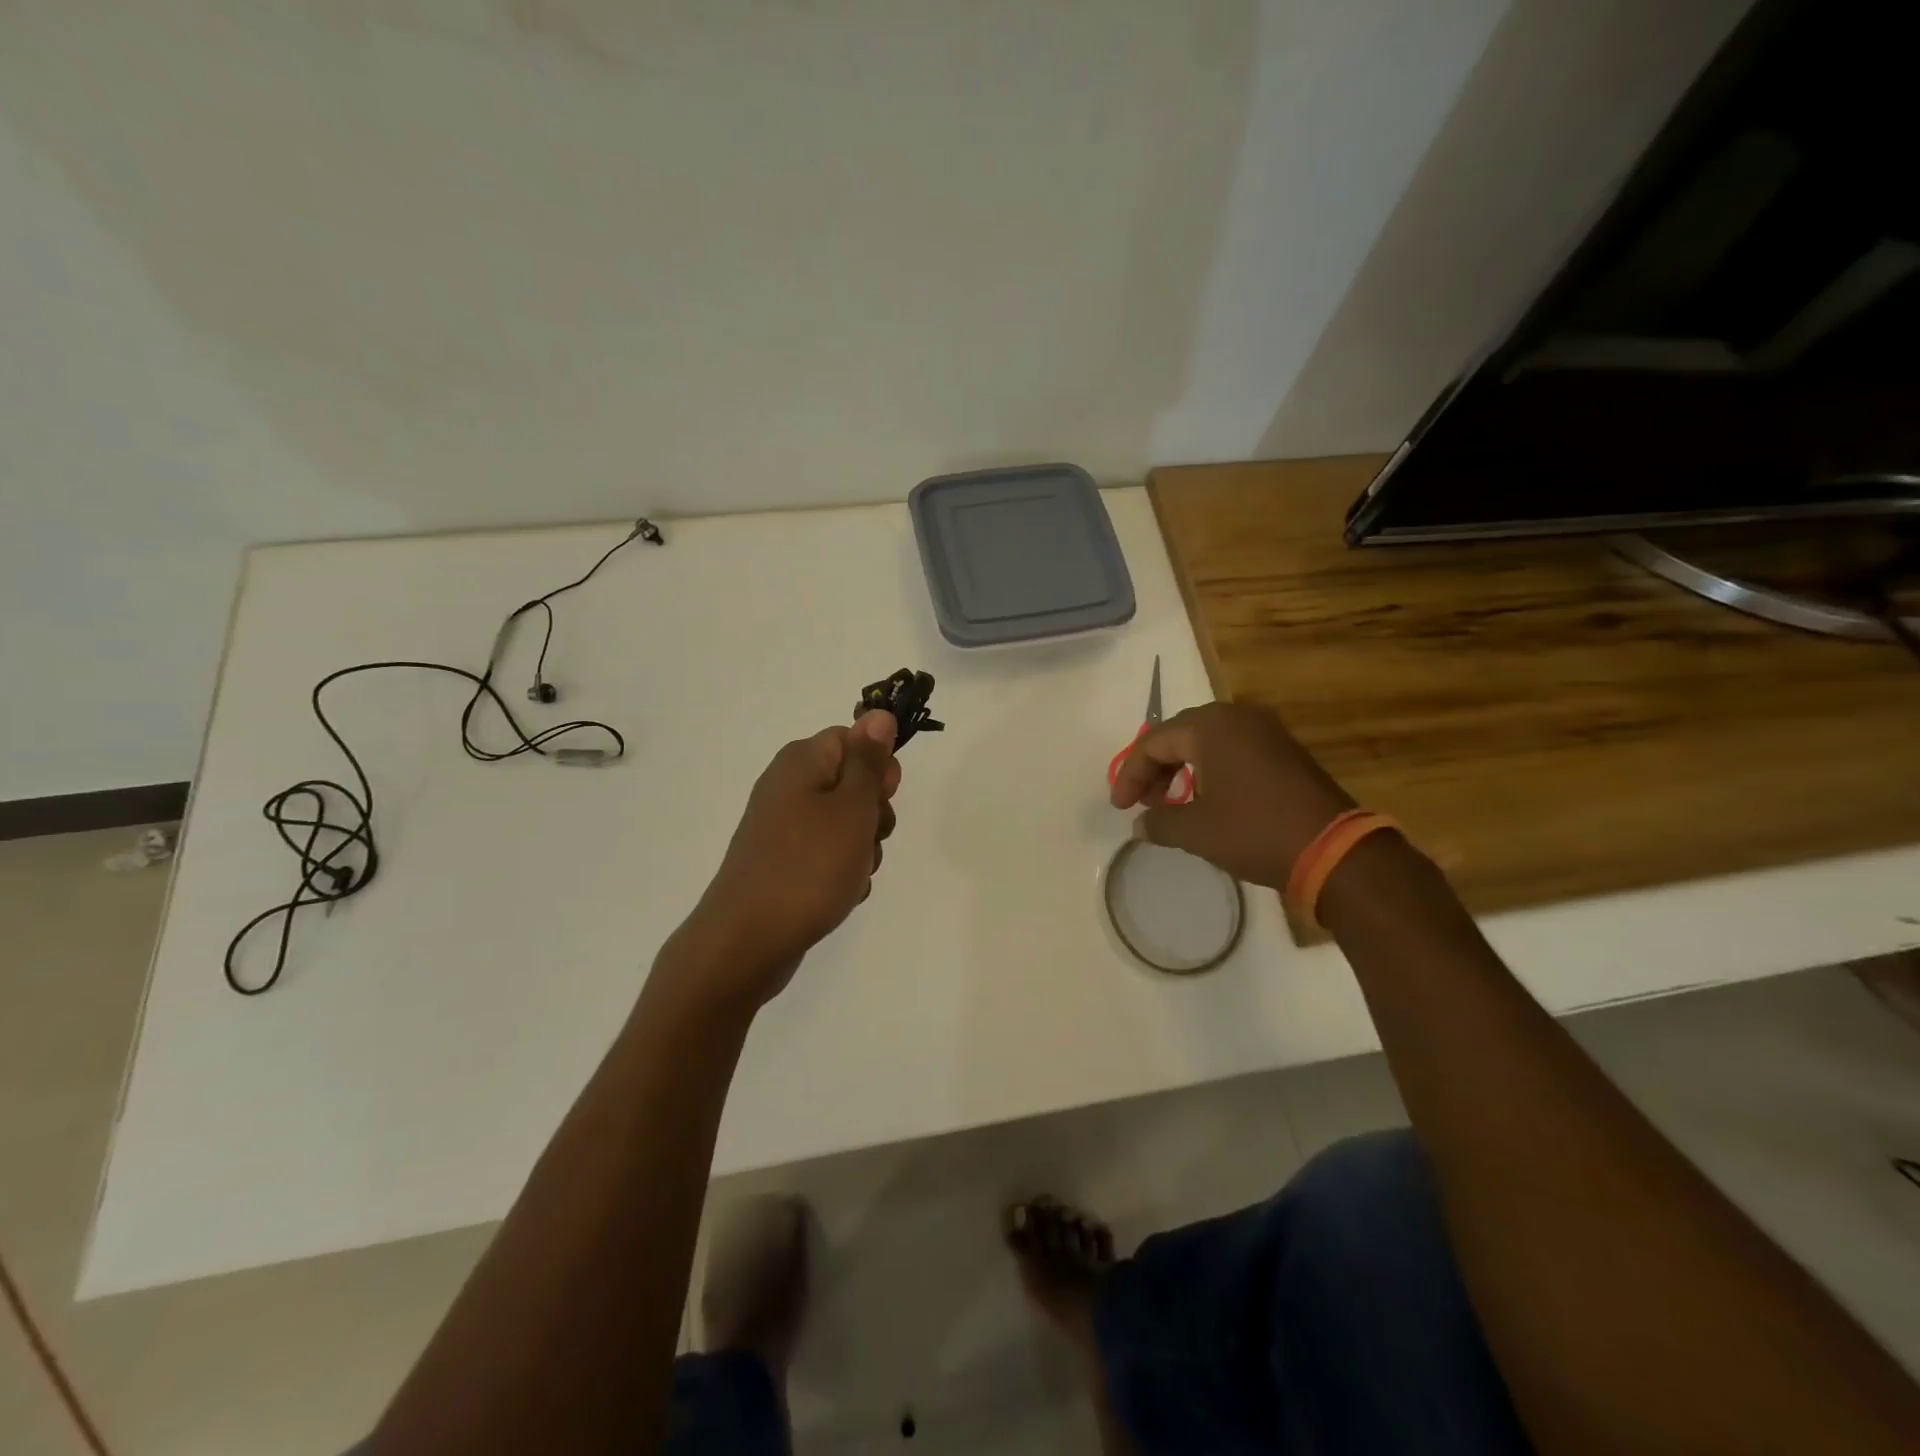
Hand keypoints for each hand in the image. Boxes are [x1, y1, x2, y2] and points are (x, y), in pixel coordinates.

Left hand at [680, 711, 900, 1005]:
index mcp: (801, 762)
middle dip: (873, 814)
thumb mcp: (851, 808)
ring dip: (862, 848)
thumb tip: (878, 714)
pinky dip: (841, 873)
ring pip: (844, 824)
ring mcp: (782, 828)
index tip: (886, 797)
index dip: (878, 767)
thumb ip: (869, 762)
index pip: (853, 739)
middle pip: (851, 783)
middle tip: (868, 839)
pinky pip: (826, 856)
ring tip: (852, 874)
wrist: (747, 942)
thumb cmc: (808, 867)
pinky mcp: (782, 863)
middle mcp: (787, 787)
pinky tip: (840, 895)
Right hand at [1109, 702, 1353, 888]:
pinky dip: (1210, 771)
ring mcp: (1266, 731)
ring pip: (1206, 742)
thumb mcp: (1196, 830)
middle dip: (1155, 770)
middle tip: (1143, 803)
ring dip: (1182, 770)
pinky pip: (1232, 750)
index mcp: (1211, 726)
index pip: (1153, 743)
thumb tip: (1140, 825)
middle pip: (1179, 736)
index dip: (1130, 775)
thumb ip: (1160, 822)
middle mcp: (1237, 717)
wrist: (1334, 850)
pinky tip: (1206, 800)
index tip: (1120, 808)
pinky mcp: (1284, 750)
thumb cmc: (1254, 831)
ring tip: (1171, 804)